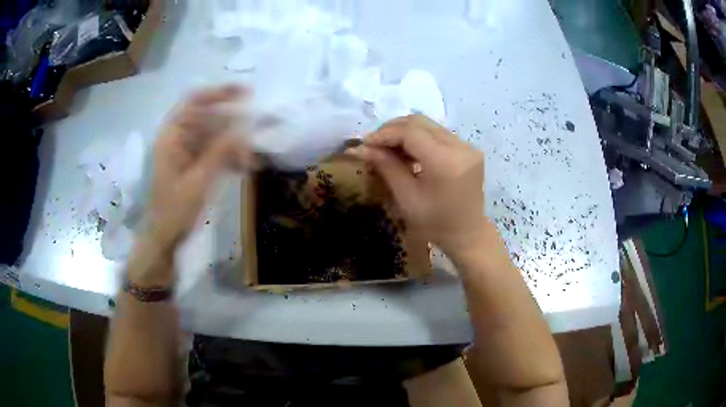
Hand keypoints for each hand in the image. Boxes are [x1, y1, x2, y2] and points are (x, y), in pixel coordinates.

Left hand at [147, 85, 254, 251]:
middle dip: (233, 126)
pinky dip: (228, 157)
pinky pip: (214, 152)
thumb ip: (220, 152)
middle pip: (208, 118)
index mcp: (172, 135)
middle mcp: (178, 137)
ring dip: (233, 144)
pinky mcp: (192, 164)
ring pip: (214, 136)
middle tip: (256, 134)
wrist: (164, 239)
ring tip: (250, 159)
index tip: (247, 93)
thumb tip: (245, 129)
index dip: (220, 93)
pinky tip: (242, 167)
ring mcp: (185, 151)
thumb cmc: (174, 211)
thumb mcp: (198, 181)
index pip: (195, 101)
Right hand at [349, 115, 486, 255]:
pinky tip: (406, 152)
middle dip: (392, 130)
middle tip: (373, 145)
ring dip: (404, 133)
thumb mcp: (406, 197)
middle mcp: (460, 147)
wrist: (467, 235)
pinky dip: (418, 139)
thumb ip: (386, 166)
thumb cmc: (435, 224)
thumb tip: (361, 148)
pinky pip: (437, 134)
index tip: (365, 144)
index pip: (410, 132)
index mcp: (445, 162)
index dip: (384, 134)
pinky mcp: (468, 149)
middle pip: (419, 123)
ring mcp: (467, 147)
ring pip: (428, 126)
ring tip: (387, 149)